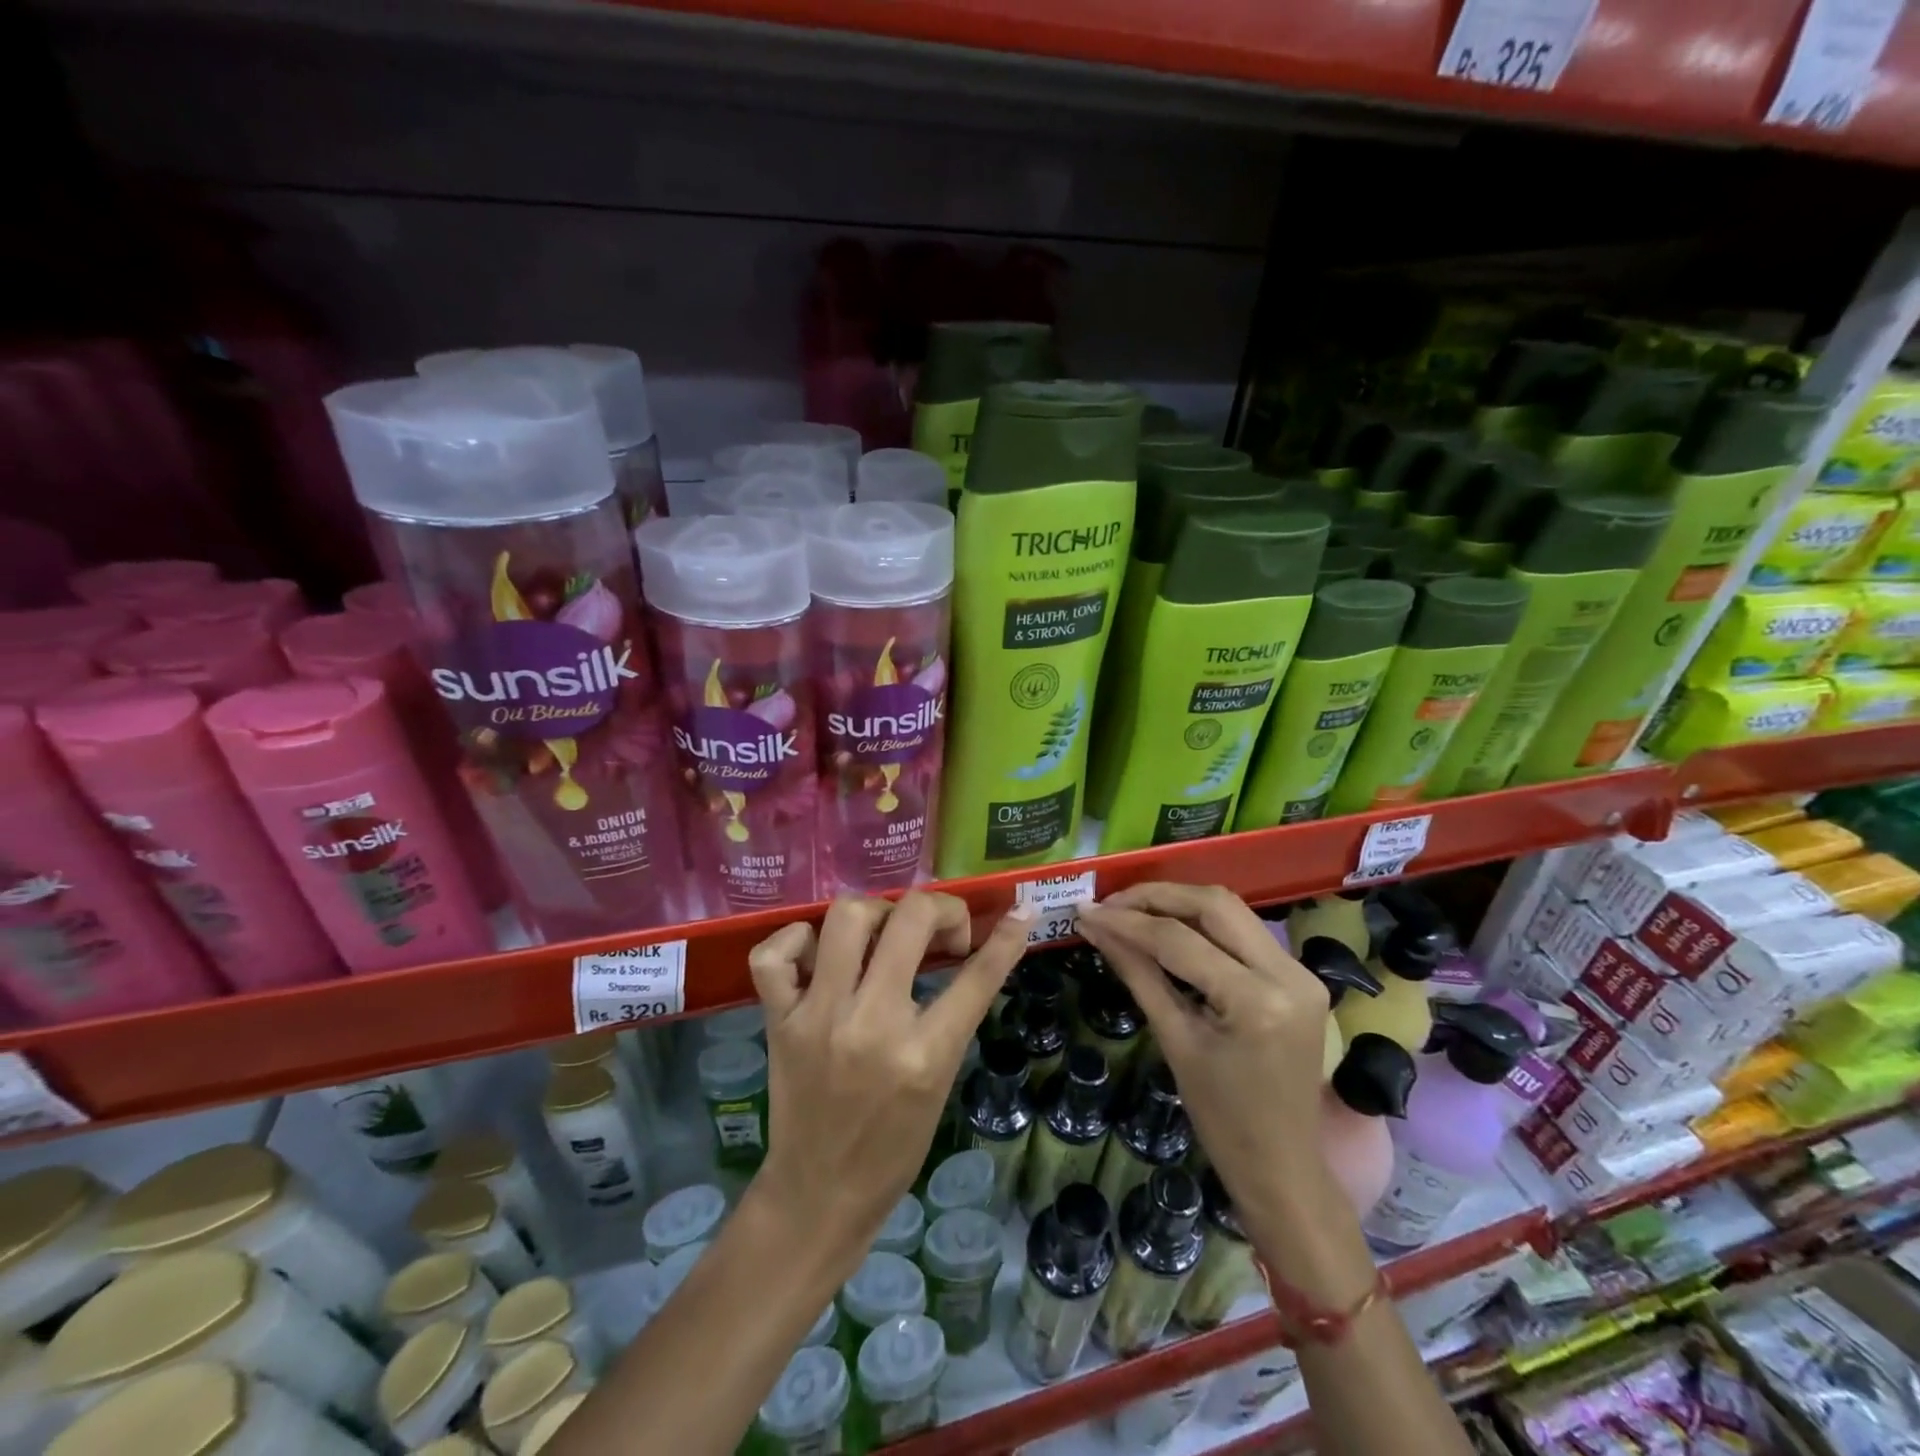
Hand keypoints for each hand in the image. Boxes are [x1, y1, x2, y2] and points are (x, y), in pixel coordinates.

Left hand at [746, 892, 1031, 1272]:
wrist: (819, 1195)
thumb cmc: (893, 1147)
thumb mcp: (940, 1082)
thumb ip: (955, 1017)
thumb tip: (978, 955)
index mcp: (923, 1055)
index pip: (976, 978)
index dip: (1006, 939)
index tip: (1019, 913)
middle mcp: (872, 1025)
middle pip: (910, 920)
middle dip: (940, 909)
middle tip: (942, 932)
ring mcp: (819, 1018)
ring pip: (847, 917)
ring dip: (877, 913)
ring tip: (885, 935)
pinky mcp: (779, 1021)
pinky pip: (774, 955)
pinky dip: (796, 939)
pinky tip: (819, 952)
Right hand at [1076, 884, 1333, 1221]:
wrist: (1283, 1166)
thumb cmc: (1221, 1119)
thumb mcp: (1174, 1040)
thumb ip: (1136, 972)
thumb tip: (1095, 927)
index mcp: (1256, 1001)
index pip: (1179, 940)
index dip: (1128, 921)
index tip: (1088, 912)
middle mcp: (1289, 974)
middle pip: (1214, 904)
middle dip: (1156, 896)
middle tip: (1110, 903)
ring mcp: (1301, 972)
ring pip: (1231, 910)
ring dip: (1179, 903)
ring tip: (1132, 911)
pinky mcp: (1301, 975)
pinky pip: (1244, 932)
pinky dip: (1203, 923)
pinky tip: (1168, 929)